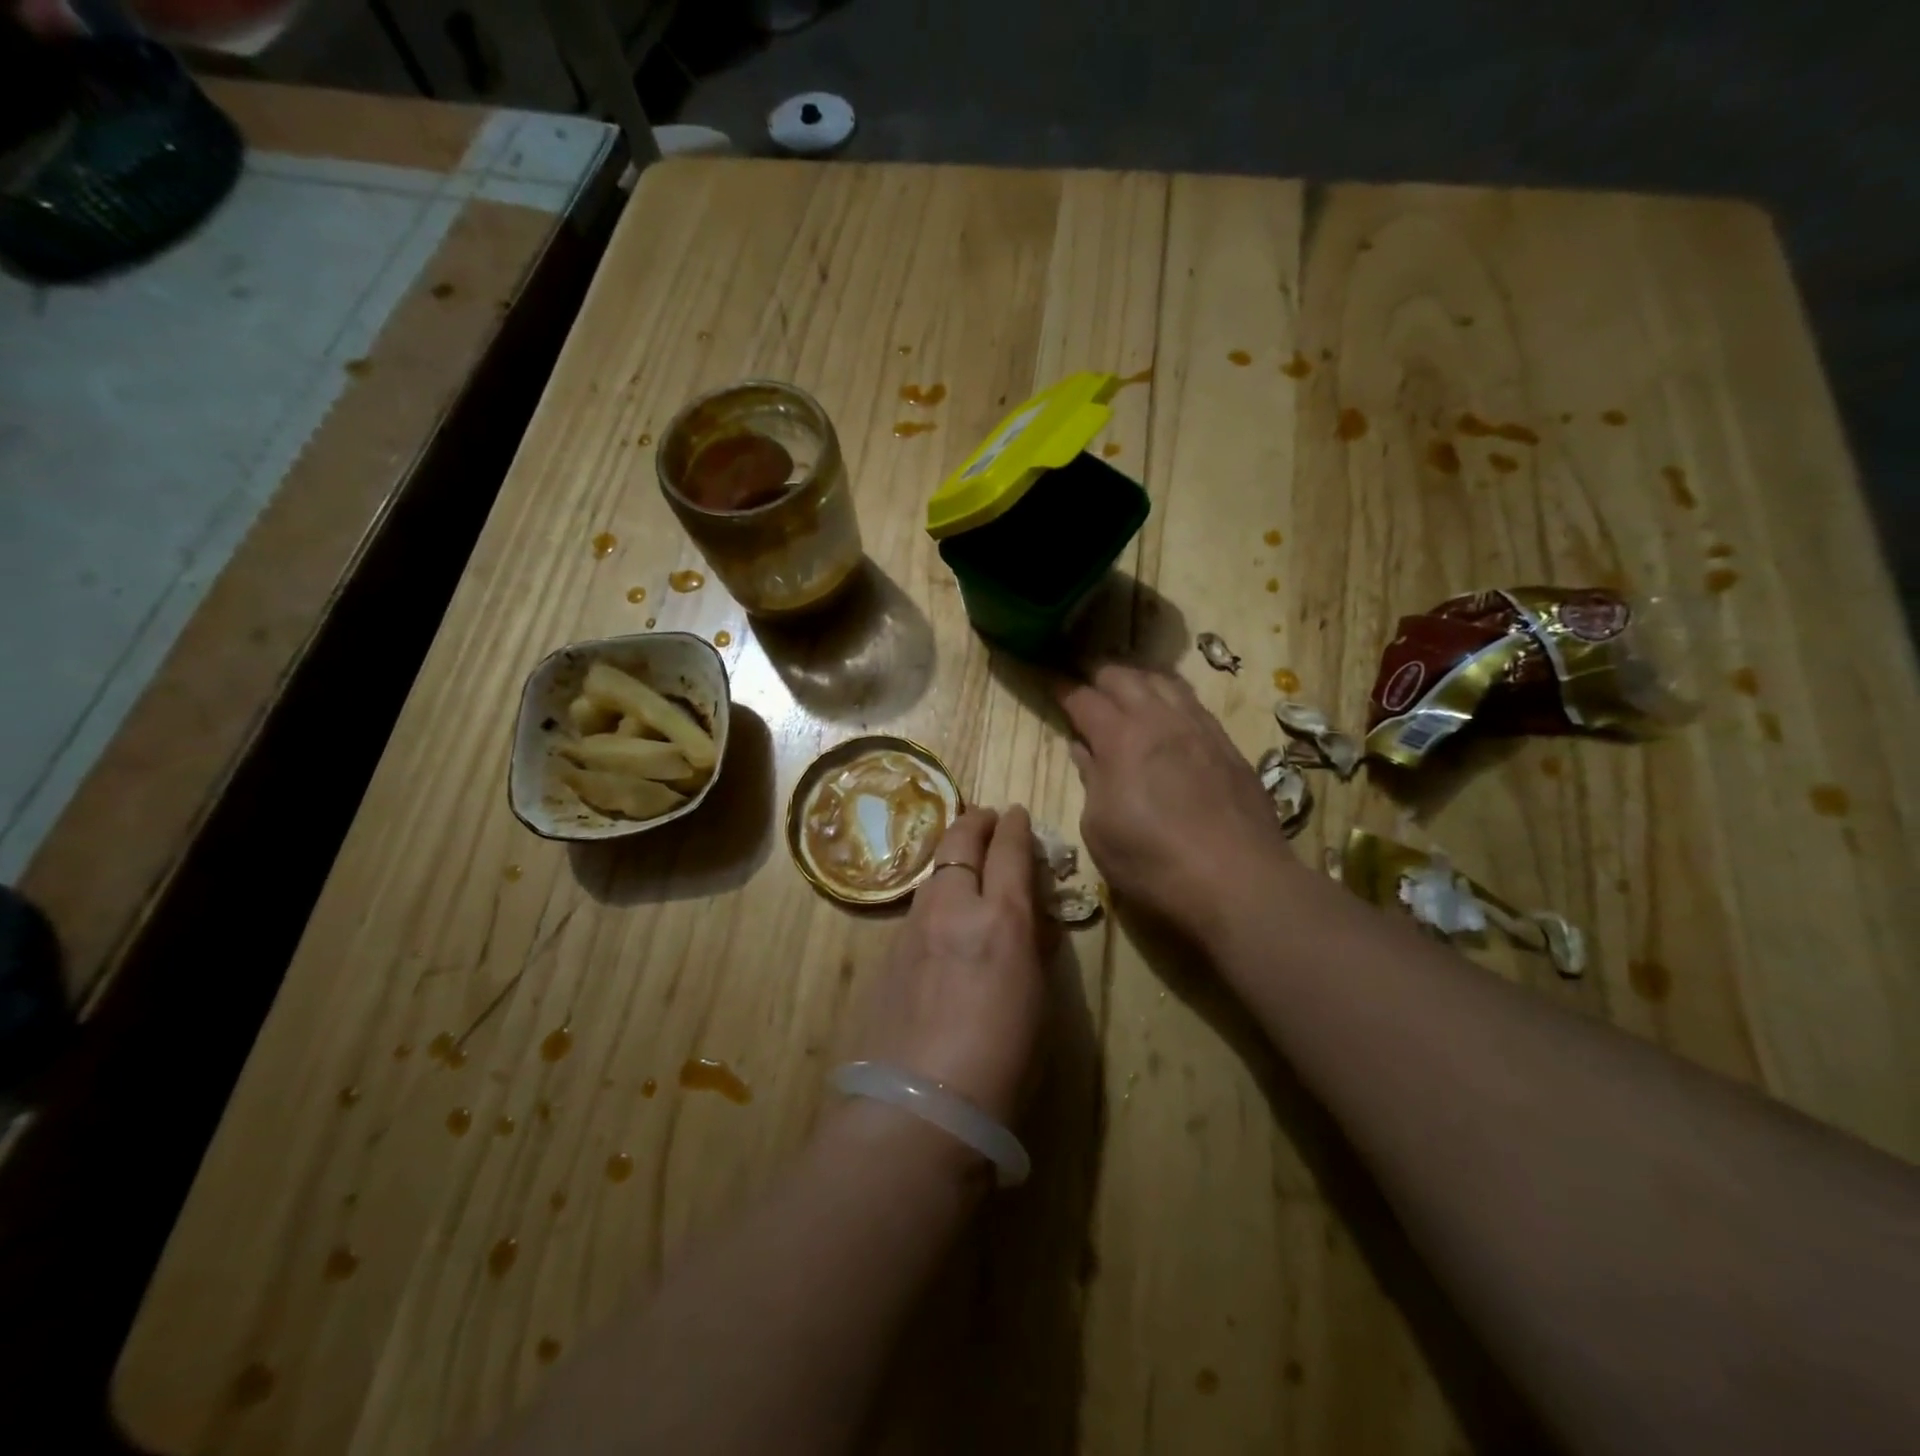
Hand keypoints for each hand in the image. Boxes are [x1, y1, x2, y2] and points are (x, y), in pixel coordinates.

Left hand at [850, 807, 1047, 1126]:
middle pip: (960, 842)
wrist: (921, 1105)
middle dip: (976, 823)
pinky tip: (941, 913)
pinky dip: (935, 893)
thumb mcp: (1037, 1003)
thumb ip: (1033, 950)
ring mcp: (915, 927)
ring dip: (952, 855)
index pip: (1010, 852)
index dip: (1016, 827)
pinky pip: (918, 906)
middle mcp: (954, 908)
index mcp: (1002, 920)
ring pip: (934, 872)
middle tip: (987, 817)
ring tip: (964, 859)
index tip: (1018, 813)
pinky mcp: (889, 951)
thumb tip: (1031, 921)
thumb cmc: (1002, 1063)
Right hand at [1058, 665, 1294, 937]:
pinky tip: (1170, 711)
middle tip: (1084, 678)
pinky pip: (1194, 703)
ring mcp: (1199, 729)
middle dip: (1098, 673)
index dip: (1063, 688)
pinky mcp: (1228, 745)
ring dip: (1138, 677)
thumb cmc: (1152, 861)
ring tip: (1126, 684)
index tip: (1051, 681)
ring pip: (1165, 681)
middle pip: (1124, 677)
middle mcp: (1159, 720)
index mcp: (1120, 738)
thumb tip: (1083, 749)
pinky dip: (1172, 696)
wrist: (1238, 880)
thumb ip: (1090, 779)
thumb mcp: (1099, 828)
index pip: (1084, 699)